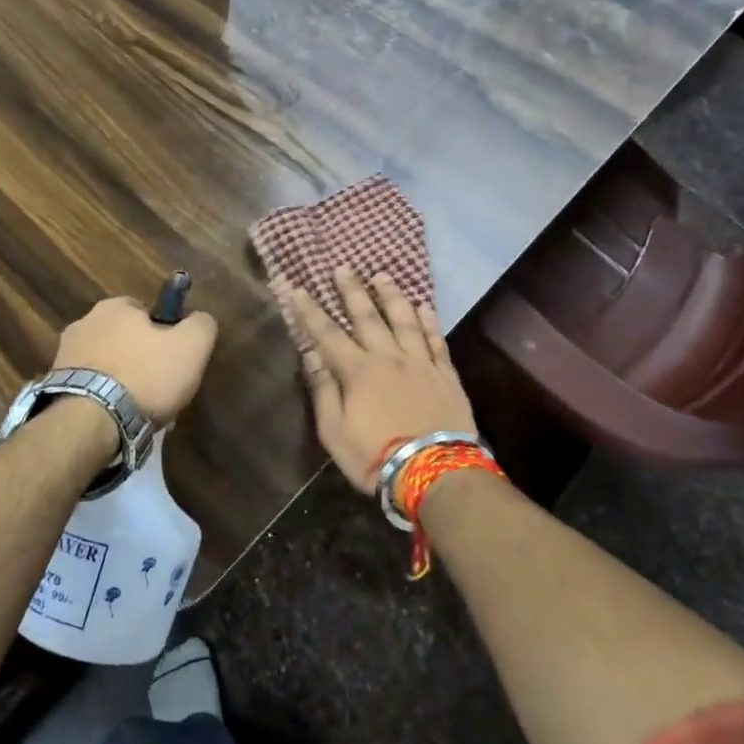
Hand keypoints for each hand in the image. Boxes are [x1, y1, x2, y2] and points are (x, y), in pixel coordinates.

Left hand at [53, 296, 218, 423]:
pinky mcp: (54, 388)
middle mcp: (83, 323)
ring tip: (139, 412)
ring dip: (121, 382)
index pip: (145, 311)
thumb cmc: (145, 377)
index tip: (173, 360)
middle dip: (141, 360)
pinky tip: (117, 421)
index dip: (164, 334)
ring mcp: (64, 356)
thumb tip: (199, 319)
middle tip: (159, 390)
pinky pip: (89, 389)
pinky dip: (103, 401)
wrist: (90, 423)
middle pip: (123, 339)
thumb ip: (201, 325)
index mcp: (114, 306)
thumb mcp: (192, 346)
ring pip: (106, 366)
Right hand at [283, 267, 476, 492]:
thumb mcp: (335, 433)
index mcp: (358, 372)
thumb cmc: (376, 458)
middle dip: (352, 291)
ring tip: (382, 275)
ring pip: (405, 320)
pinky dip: (429, 321)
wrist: (436, 475)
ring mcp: (420, 363)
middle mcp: (388, 357)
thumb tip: (311, 354)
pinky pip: (436, 340)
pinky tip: (424, 306)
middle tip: (343, 268)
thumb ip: (323, 391)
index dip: (310, 310)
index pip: (327, 334)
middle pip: (367, 317)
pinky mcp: (446, 375)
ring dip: (391, 296)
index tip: (297, 288)